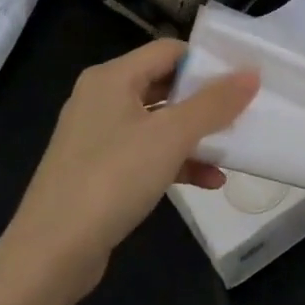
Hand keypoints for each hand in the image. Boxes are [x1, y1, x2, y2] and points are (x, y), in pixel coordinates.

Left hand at [0, 38, 257, 304]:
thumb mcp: (172, 136)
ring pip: (159, 123)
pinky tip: (209, 181)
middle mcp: (101, 99)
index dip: (208, 62)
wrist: (52, 253)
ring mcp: (98, 137)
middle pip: (165, 85)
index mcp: (112, 78)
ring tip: (232, 150)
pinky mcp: (99, 171)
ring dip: (196, 136)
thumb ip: (214, 103)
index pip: (170, 51)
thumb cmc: (113, 179)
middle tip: (244, 112)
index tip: (243, 79)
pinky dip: (177, 162)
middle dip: (206, 101)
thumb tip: (252, 73)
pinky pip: (147, 153)